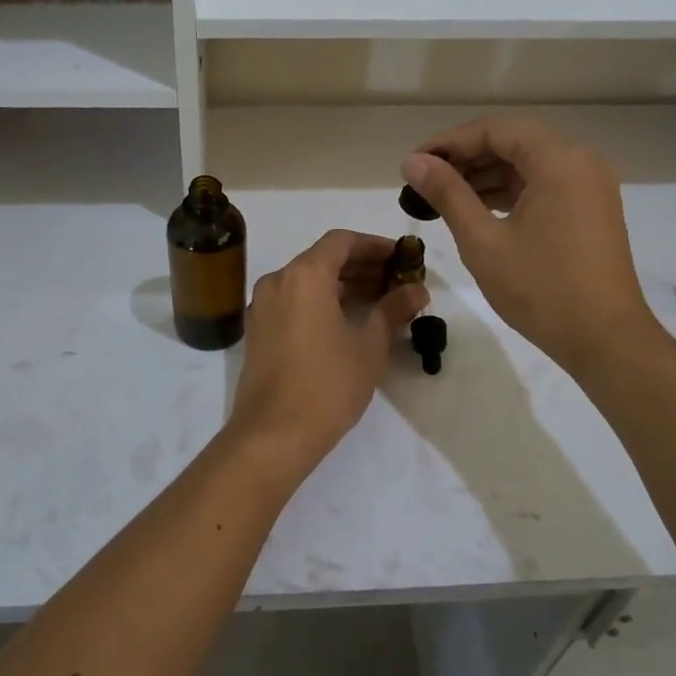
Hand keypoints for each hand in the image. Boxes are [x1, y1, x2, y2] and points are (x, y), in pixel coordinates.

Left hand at [226, 230, 428, 473]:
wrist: (273, 434)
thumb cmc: (327, 384)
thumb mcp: (369, 345)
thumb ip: (393, 309)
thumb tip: (417, 289)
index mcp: (304, 275)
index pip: (341, 242)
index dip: (374, 245)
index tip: (400, 258)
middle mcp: (277, 281)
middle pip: (322, 259)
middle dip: (361, 266)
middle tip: (396, 281)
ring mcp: (262, 306)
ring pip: (307, 281)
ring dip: (342, 285)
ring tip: (378, 301)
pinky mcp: (258, 331)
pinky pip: (293, 301)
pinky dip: (321, 301)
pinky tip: (347, 321)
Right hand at [401, 115, 651, 374]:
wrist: (606, 341)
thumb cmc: (541, 289)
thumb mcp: (483, 241)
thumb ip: (447, 194)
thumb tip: (413, 162)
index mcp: (559, 160)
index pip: (495, 129)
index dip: (449, 142)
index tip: (413, 163)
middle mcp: (580, 160)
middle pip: (513, 141)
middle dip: (465, 157)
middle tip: (423, 180)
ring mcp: (589, 185)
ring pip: (527, 163)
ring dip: (485, 174)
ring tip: (441, 196)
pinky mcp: (590, 208)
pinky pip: (542, 184)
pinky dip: (508, 191)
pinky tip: (476, 209)